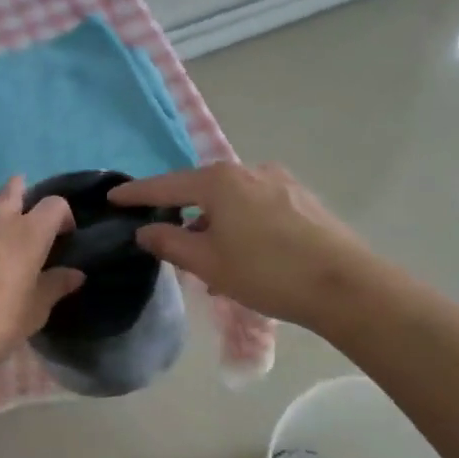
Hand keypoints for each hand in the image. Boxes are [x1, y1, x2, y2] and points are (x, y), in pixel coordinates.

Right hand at [108, 162, 377, 329]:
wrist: (345, 286)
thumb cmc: (266, 272)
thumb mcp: (208, 263)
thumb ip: (169, 243)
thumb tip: (145, 231)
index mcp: (220, 181)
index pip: (166, 186)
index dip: (137, 194)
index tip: (113, 197)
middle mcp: (249, 171)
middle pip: (201, 189)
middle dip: (182, 211)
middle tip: (167, 237)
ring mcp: (281, 182)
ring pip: (232, 200)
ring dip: (214, 222)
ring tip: (210, 255)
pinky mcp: (303, 199)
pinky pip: (257, 206)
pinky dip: (240, 223)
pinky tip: (245, 252)